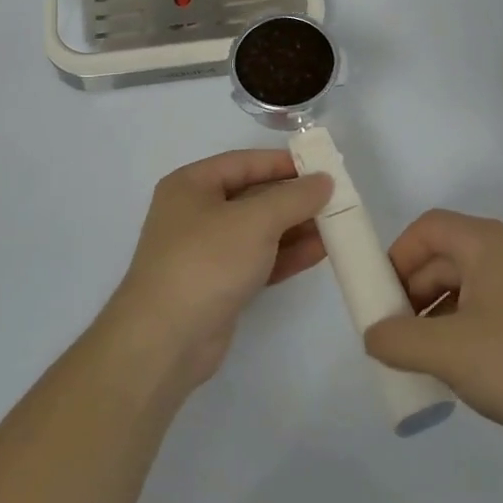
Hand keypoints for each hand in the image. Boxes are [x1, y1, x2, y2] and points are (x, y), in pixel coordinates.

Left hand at [105, 151, 332, 389]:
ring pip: (258, 231)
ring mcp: (206, 252)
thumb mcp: (255, 220)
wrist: (165, 340)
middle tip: (336, 199)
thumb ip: (294, 197)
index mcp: (191, 185)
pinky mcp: (218, 285)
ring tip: (336, 225)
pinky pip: (258, 259)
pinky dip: (286, 255)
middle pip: (253, 196)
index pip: (244, 162)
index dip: (283, 163)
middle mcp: (195, 213)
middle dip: (294, 199)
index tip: (322, 167)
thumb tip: (324, 180)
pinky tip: (320, 252)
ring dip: (295, 228)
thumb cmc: (206, 262)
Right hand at [363, 210, 502, 451]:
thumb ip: (399, 340)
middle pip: (445, 257)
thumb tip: (374, 334)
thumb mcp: (450, 352)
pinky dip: (469, 331)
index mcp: (485, 243)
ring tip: (428, 361)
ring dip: (439, 317)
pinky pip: (493, 311)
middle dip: (414, 293)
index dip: (396, 256)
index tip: (382, 298)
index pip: (426, 228)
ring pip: (469, 288)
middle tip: (398, 336)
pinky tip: (468, 372)